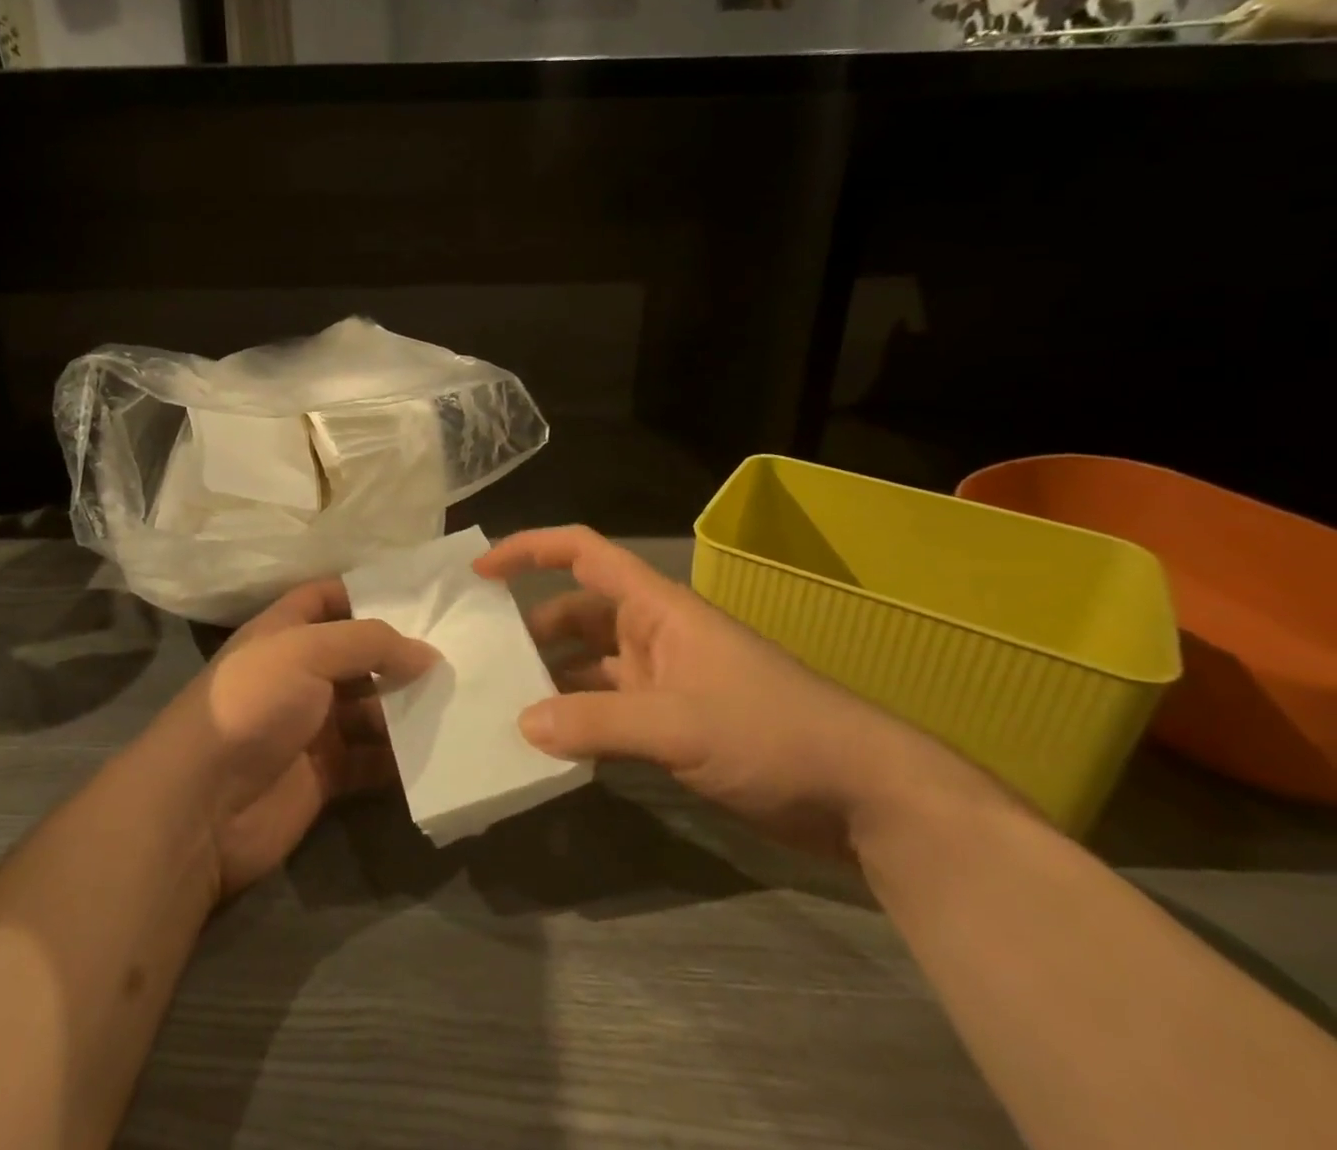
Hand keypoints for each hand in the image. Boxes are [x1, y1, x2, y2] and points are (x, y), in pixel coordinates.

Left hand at [163, 580, 435, 898]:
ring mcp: (310, 726)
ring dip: (407, 706)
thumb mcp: (308, 651)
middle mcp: (298, 674)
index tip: (419, 596)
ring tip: (459, 698)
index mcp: (284, 633)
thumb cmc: (252, 704)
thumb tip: (428, 653)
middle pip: (357, 656)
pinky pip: (371, 760)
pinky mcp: (323, 775)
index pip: (327, 597)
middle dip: (400, 655)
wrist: (201, 804)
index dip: (366, 591)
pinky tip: (439, 748)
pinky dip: (400, 757)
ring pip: (370, 709)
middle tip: (457, 653)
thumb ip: (370, 644)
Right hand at [475, 526, 996, 857]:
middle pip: (576, 613)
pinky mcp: (674, 722)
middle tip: (480, 658)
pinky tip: (550, 746)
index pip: (582, 552)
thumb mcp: (679, 724)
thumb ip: (596, 722)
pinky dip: (578, 720)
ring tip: (501, 705)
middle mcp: (652, 633)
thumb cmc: (772, 730)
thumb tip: (522, 724)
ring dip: (551, 680)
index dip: (529, 549)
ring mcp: (663, 679)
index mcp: (656, 607)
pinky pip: (608, 709)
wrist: (863, 794)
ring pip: (588, 665)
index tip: (481, 570)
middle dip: (530, 629)